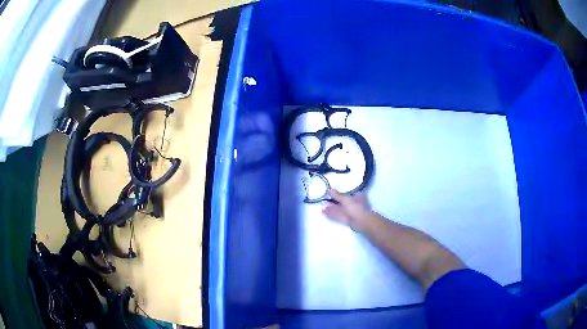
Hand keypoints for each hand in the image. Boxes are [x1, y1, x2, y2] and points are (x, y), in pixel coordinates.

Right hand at [322, 189, 370, 230]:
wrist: (361, 222)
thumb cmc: (356, 207)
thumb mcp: (345, 199)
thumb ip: (337, 195)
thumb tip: (330, 189)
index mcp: (356, 196)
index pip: (347, 192)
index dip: (339, 192)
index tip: (330, 192)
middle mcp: (354, 203)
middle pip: (342, 201)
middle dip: (333, 201)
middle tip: (324, 200)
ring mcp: (350, 212)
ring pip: (340, 209)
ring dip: (332, 208)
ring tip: (322, 207)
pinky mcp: (347, 219)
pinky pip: (338, 215)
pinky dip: (332, 214)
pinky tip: (324, 212)